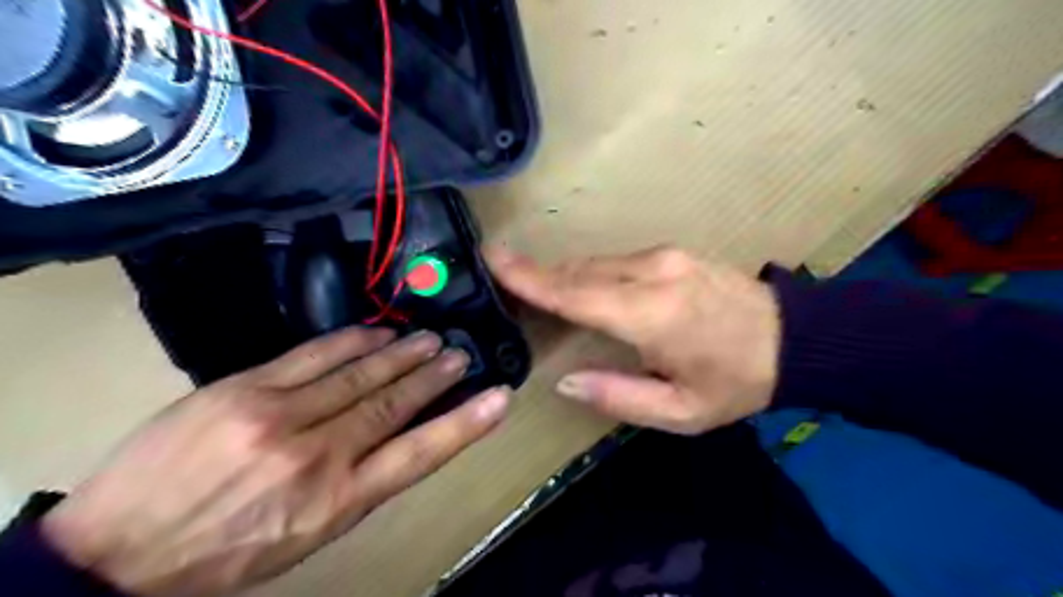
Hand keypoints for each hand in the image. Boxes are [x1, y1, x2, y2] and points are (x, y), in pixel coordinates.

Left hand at [39, 329, 505, 593]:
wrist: (118, 554)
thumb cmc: (229, 552)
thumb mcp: (308, 534)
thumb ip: (358, 483)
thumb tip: (398, 436)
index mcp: (338, 502)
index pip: (420, 454)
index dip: (465, 424)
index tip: (498, 398)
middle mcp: (318, 456)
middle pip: (393, 405)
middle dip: (433, 377)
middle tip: (459, 355)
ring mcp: (279, 417)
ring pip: (359, 375)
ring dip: (400, 355)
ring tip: (429, 340)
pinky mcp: (244, 389)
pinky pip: (312, 356)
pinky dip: (351, 341)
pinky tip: (376, 332)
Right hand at [486, 244, 778, 436]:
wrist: (793, 339)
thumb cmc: (734, 383)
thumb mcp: (679, 412)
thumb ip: (616, 396)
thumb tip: (564, 381)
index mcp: (651, 315)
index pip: (575, 293)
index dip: (530, 278)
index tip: (493, 258)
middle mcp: (652, 274)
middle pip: (579, 272)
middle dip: (539, 276)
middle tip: (504, 281)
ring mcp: (664, 256)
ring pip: (595, 263)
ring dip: (564, 276)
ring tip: (538, 290)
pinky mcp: (671, 252)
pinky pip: (615, 261)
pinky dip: (590, 273)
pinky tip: (582, 288)